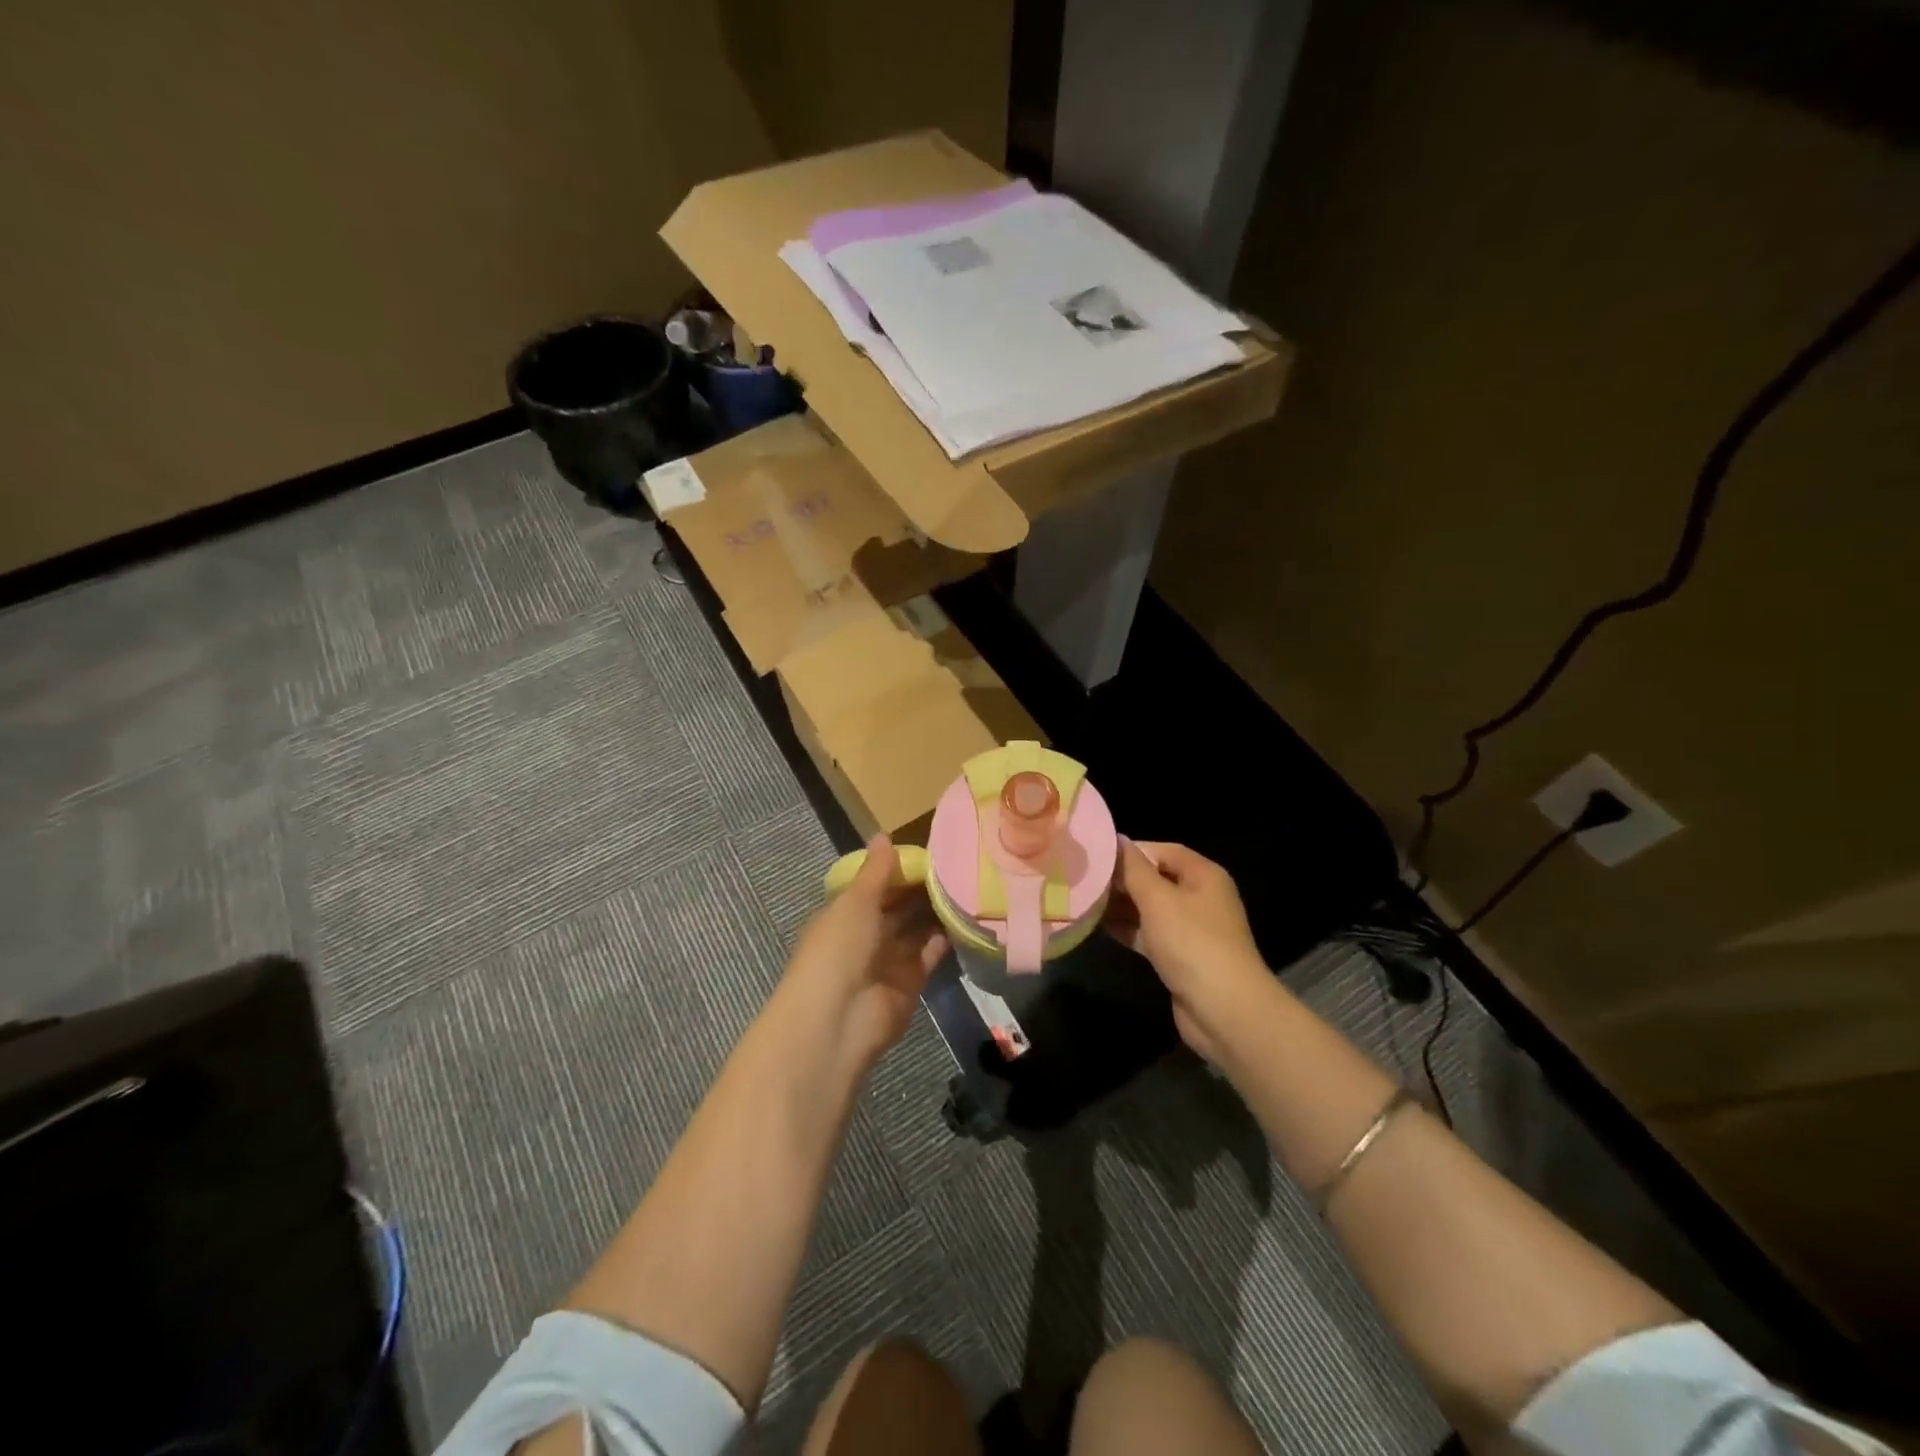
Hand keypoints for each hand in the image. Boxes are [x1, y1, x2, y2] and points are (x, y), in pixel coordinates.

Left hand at [784, 835, 947, 1070]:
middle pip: (897, 905)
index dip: (897, 867)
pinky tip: (967, 914)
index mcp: (844, 913)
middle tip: (958, 861)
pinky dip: (945, 937)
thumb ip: (876, 872)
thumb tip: (884, 834)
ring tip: (967, 882)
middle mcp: (865, 934)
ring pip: (916, 928)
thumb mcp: (854, 902)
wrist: (839, 1020)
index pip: (874, 884)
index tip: (929, 848)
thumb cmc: (838, 949)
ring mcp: (888, 959)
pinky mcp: (911, 981)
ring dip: (936, 909)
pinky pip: (930, 953)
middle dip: (921, 887)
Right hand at [1105, 839, 1268, 1060]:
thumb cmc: (1191, 942)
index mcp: (1203, 875)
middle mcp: (1200, 898)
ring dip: (1120, 906)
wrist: (1223, 1009)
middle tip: (1084, 880)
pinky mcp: (1180, 956)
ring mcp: (1191, 929)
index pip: (1163, 851)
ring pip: (1149, 908)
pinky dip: (1128, 929)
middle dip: (1122, 880)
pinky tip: (1098, 927)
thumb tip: (1117, 839)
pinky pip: (1149, 934)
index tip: (1096, 856)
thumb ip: (1134, 868)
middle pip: (1155, 879)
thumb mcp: (1158, 899)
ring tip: (1083, 901)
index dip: (1131, 851)